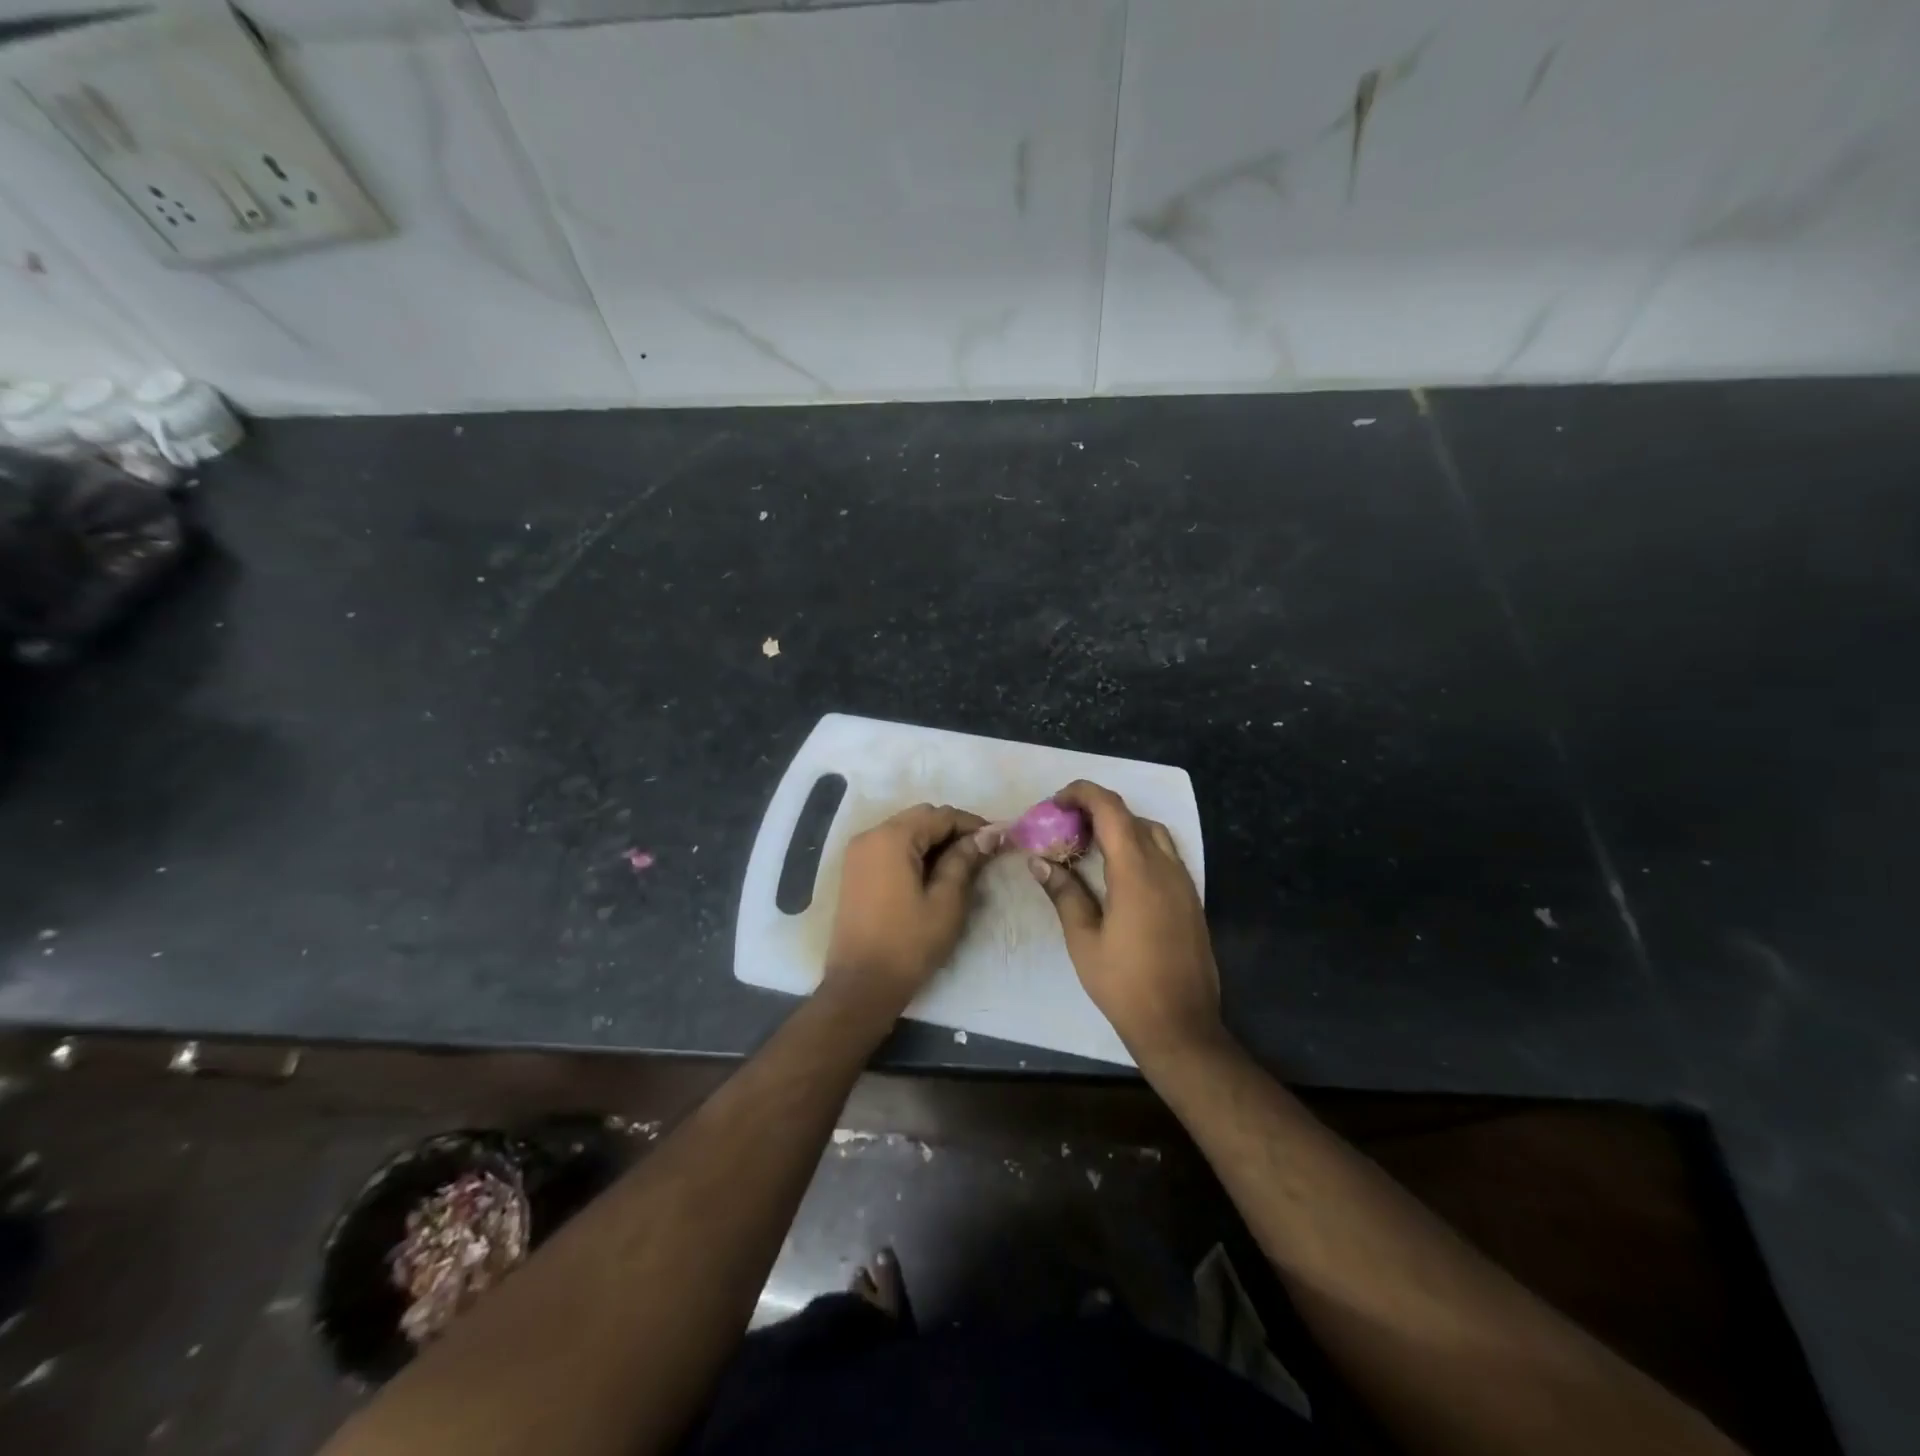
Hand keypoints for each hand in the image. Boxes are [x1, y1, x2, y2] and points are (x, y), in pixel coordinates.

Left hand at [823, 803, 999, 1015]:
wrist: (861, 985)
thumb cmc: (908, 943)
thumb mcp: (946, 902)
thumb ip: (964, 861)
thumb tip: (987, 835)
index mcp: (892, 838)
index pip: (940, 816)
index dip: (972, 824)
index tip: (999, 839)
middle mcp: (871, 835)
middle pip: (920, 818)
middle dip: (952, 830)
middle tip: (982, 852)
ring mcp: (858, 853)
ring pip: (905, 831)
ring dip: (933, 840)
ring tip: (962, 863)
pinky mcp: (855, 870)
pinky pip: (890, 847)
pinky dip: (914, 852)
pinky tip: (934, 872)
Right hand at [1028, 780, 1221, 1060]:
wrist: (1181, 1025)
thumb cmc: (1125, 984)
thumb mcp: (1084, 940)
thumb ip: (1064, 893)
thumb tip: (1039, 861)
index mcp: (1136, 872)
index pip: (1111, 809)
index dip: (1082, 794)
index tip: (1055, 802)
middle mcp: (1165, 867)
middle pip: (1131, 816)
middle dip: (1096, 810)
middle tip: (1064, 825)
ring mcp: (1183, 882)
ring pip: (1151, 832)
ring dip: (1120, 826)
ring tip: (1089, 845)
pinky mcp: (1190, 898)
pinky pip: (1164, 853)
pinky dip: (1138, 845)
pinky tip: (1116, 871)